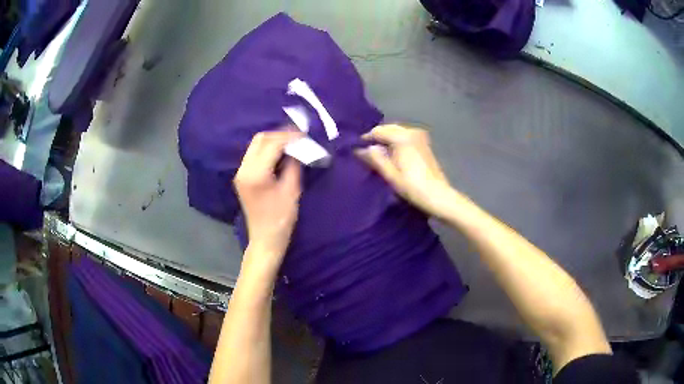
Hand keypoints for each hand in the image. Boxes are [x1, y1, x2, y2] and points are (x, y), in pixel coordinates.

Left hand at [234, 131, 302, 265]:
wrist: (265, 239)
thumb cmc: (281, 219)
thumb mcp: (292, 190)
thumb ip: (293, 165)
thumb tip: (298, 147)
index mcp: (255, 174)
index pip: (272, 144)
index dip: (289, 136)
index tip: (305, 134)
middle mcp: (243, 169)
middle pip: (260, 139)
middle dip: (280, 134)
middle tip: (298, 136)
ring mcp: (241, 172)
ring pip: (256, 145)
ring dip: (273, 140)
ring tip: (292, 142)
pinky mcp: (242, 176)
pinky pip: (254, 154)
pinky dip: (268, 149)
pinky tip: (281, 152)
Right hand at [355, 124, 454, 218]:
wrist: (438, 196)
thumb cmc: (412, 187)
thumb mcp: (390, 174)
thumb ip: (374, 159)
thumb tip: (360, 149)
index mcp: (402, 137)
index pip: (378, 131)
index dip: (366, 139)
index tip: (356, 149)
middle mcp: (411, 131)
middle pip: (388, 129)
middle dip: (377, 138)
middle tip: (366, 152)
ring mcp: (420, 136)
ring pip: (397, 132)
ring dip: (386, 140)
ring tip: (377, 154)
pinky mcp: (424, 143)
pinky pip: (405, 137)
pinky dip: (396, 142)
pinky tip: (392, 154)